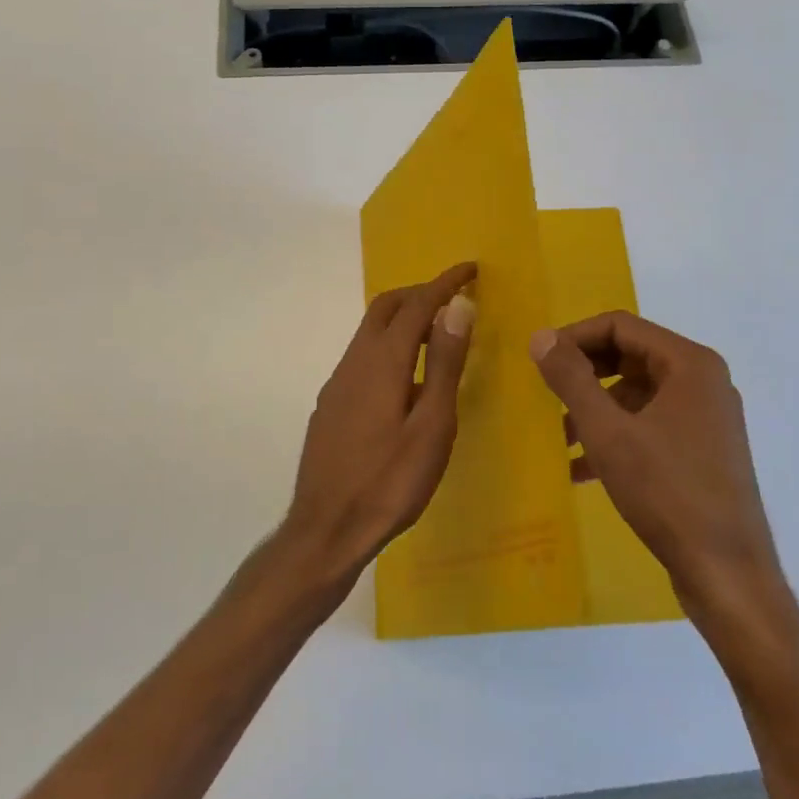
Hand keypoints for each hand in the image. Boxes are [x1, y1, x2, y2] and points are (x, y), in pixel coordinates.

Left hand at [283, 263, 476, 578]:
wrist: (327, 529)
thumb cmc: (390, 481)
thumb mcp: (432, 425)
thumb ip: (444, 363)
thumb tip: (458, 306)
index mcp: (382, 361)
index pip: (417, 304)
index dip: (444, 283)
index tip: (471, 269)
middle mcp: (354, 362)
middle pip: (385, 308)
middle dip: (419, 293)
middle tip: (454, 298)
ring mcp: (337, 383)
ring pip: (370, 332)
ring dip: (402, 319)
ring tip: (437, 334)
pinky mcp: (330, 405)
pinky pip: (362, 356)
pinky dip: (389, 345)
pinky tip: (405, 377)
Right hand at [530, 312, 789, 621]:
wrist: (727, 573)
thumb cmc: (667, 492)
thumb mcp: (608, 432)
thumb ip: (571, 379)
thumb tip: (540, 337)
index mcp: (690, 364)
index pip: (621, 326)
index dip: (574, 337)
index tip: (539, 361)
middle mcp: (703, 381)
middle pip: (630, 357)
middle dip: (584, 375)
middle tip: (547, 395)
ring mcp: (707, 417)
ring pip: (638, 394)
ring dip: (596, 410)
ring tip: (561, 439)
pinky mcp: (704, 451)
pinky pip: (651, 425)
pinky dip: (617, 435)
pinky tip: (583, 468)